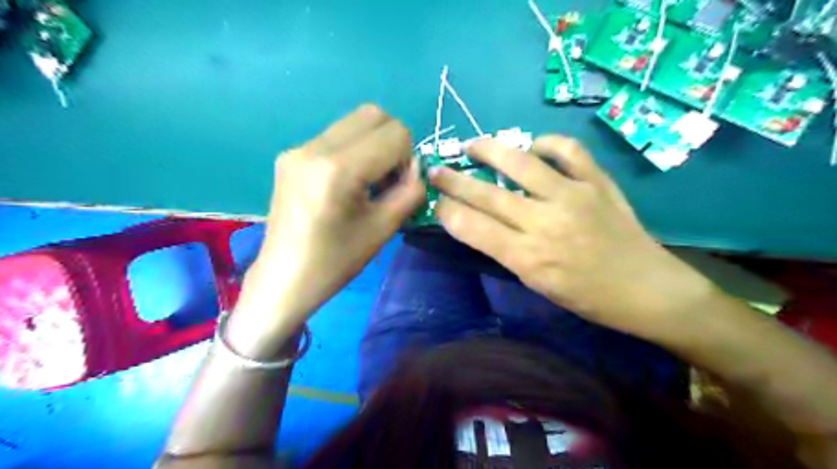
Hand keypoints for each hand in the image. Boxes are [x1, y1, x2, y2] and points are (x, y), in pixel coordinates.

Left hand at [227, 105, 426, 354]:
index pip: (394, 133)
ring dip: (374, 143)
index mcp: (338, 169)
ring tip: (369, 180)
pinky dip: (354, 149)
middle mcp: (314, 148)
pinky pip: (335, 136)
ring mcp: (298, 148)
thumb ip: (410, 191)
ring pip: (353, 122)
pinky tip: (348, 182)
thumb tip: (417, 168)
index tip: (401, 186)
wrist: (285, 278)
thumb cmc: (336, 261)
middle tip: (390, 177)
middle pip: (374, 115)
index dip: (408, 157)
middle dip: (393, 142)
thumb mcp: (384, 228)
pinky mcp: (290, 155)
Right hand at [431, 136, 712, 336]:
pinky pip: (567, 150)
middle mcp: (545, 223)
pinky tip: (533, 147)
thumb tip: (477, 222)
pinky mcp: (597, 182)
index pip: (472, 227)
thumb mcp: (537, 284)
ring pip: (520, 163)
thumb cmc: (587, 297)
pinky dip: (546, 143)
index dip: (447, 211)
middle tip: (436, 170)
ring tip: (473, 145)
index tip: (436, 202)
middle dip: (454, 181)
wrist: (647, 289)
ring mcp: (573, 196)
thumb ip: (506, 251)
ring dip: (489, 150)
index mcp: (528, 258)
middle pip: (486, 195)